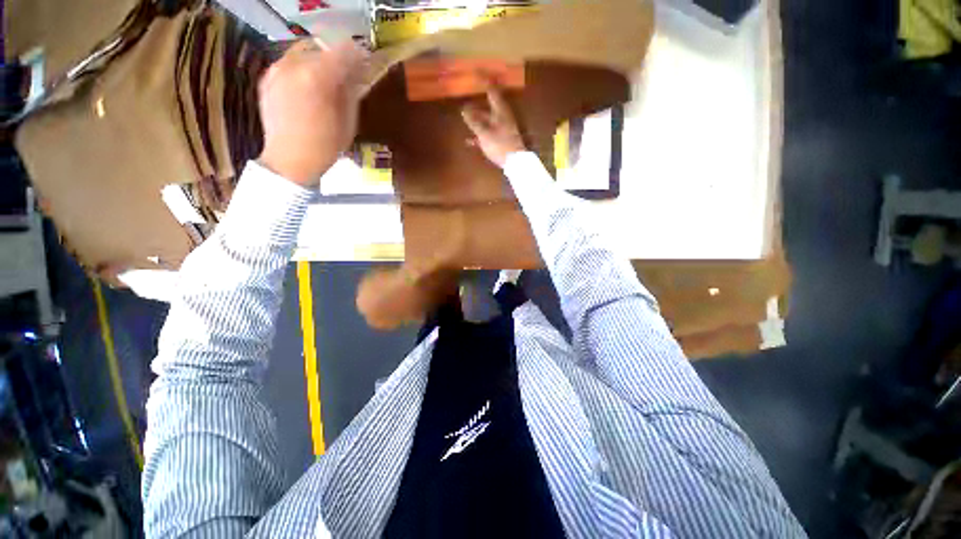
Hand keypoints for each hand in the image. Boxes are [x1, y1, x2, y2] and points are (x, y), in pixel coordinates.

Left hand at [257, 40, 367, 186]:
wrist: (289, 161)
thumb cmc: (326, 146)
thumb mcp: (349, 122)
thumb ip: (352, 92)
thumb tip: (357, 74)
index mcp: (319, 76)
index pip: (345, 51)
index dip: (359, 56)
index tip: (365, 66)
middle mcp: (295, 64)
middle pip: (323, 47)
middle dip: (337, 59)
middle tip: (347, 75)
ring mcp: (277, 70)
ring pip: (304, 53)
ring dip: (319, 62)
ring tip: (326, 82)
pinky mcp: (267, 78)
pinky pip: (289, 64)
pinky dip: (302, 70)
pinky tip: (308, 88)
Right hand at [461, 85, 525, 168]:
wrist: (515, 163)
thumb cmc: (500, 145)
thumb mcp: (484, 133)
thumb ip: (474, 122)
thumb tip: (464, 110)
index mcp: (500, 111)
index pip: (492, 91)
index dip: (485, 81)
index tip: (477, 72)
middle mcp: (503, 118)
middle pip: (489, 108)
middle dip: (477, 105)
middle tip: (465, 103)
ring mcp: (503, 130)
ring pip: (488, 121)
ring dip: (477, 121)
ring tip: (465, 119)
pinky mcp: (502, 141)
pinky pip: (488, 134)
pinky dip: (479, 135)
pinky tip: (469, 141)